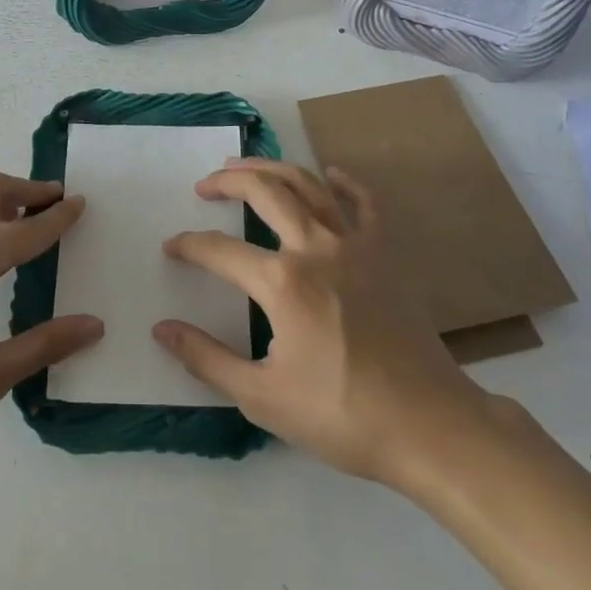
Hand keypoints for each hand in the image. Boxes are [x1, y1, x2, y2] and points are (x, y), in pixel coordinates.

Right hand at [153, 158, 491, 487]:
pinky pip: (364, 202)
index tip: (171, 247)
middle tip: (205, 185)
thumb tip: (162, 329)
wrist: (428, 425)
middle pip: (264, 192)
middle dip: (228, 181)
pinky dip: (344, 182)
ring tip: (247, 165)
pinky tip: (330, 173)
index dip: (189, 246)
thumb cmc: (341, 415)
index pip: (219, 251)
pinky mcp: (386, 252)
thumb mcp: (261, 396)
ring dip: (272, 168)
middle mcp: (315, 247)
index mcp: (282, 282)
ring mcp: (355, 244)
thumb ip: (206, 358)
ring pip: (308, 184)